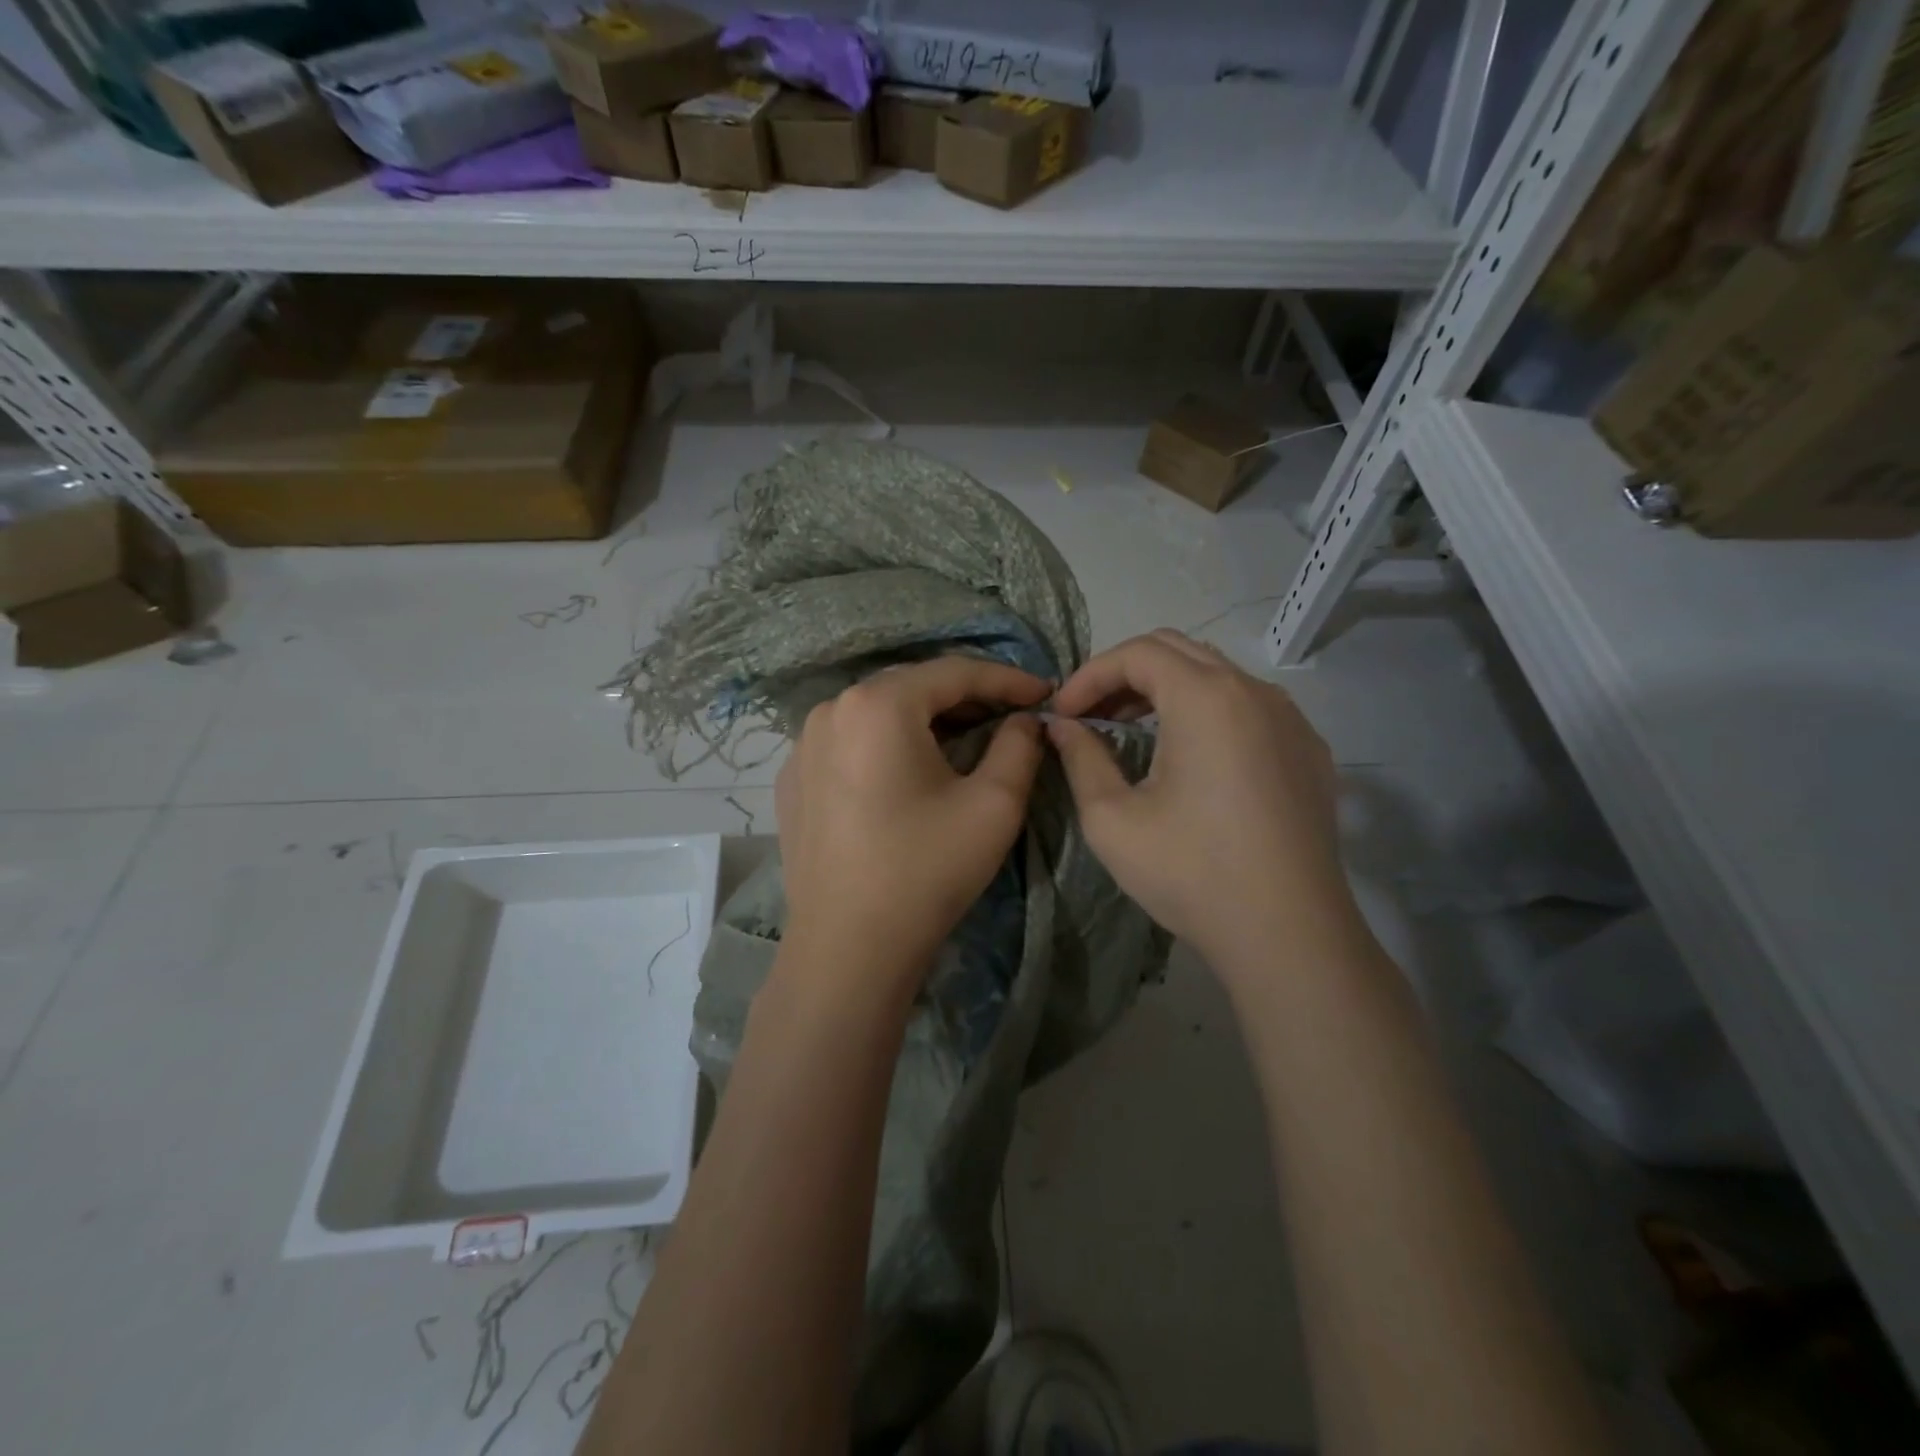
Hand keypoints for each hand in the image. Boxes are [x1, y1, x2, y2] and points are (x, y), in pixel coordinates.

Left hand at [776, 657, 1049, 992]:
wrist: (848, 949)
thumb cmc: (926, 869)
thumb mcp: (994, 804)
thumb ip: (1020, 746)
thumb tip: (1023, 721)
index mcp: (878, 704)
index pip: (954, 672)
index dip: (1006, 680)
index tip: (1043, 695)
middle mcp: (831, 710)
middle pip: (912, 689)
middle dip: (966, 700)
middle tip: (1010, 719)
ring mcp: (803, 746)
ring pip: (878, 716)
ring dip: (926, 724)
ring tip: (966, 743)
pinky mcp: (792, 782)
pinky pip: (850, 746)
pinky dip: (886, 749)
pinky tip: (908, 778)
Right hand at [1047, 630, 1354, 980]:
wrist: (1289, 933)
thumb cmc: (1191, 873)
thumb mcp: (1113, 819)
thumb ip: (1081, 758)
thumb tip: (1062, 727)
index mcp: (1206, 698)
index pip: (1137, 652)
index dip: (1090, 675)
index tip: (1062, 714)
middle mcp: (1254, 692)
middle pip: (1178, 651)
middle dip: (1124, 674)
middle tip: (1090, 715)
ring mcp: (1291, 719)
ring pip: (1217, 675)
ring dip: (1166, 690)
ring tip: (1132, 730)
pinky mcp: (1309, 750)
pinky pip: (1250, 707)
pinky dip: (1208, 712)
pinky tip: (1192, 758)